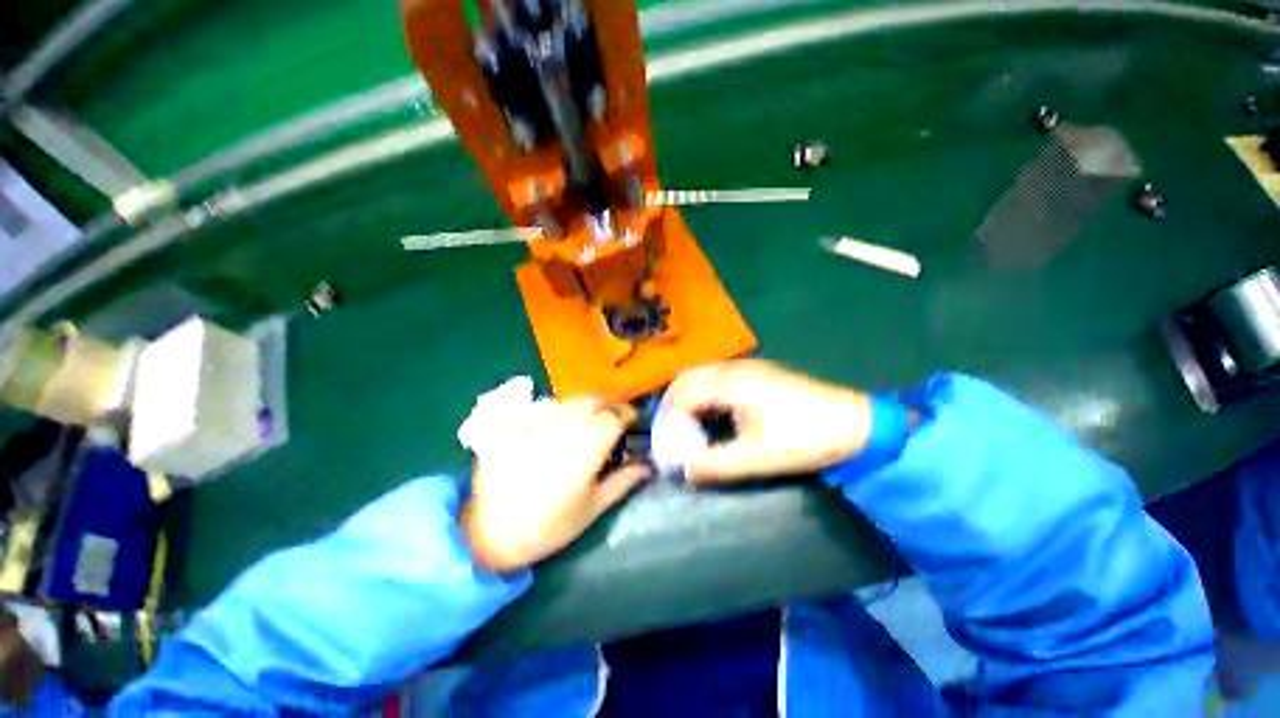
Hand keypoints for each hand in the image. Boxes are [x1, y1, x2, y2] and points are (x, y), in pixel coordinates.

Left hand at [462, 398, 649, 571]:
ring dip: (584, 409)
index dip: (627, 415)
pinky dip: (558, 414)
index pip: (617, 413)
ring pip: (571, 402)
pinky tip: (554, 433)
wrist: (491, 533)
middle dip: (607, 409)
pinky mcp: (516, 422)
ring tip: (583, 428)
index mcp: (590, 441)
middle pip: (595, 401)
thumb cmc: (551, 525)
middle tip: (608, 427)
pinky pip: (545, 408)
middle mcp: (566, 422)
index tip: (631, 424)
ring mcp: (539, 419)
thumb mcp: (594, 506)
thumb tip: (648, 465)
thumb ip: (624, 480)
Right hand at [662, 360, 871, 482]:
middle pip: (687, 377)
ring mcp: (747, 367)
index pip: (683, 395)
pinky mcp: (759, 372)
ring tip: (685, 423)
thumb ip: (716, 464)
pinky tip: (712, 412)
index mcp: (730, 383)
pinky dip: (704, 392)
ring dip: (687, 395)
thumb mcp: (758, 458)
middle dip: (672, 402)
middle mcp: (734, 368)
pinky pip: (717, 376)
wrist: (855, 422)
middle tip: (669, 430)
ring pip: (702, 373)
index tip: (667, 444)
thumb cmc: (805, 438)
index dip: (670, 419)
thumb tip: (684, 470)